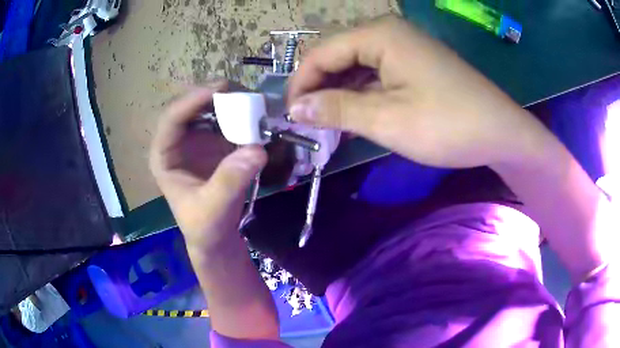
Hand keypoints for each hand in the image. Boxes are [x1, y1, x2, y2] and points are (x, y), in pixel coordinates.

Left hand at [150, 80, 266, 251]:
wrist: (217, 238)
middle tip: (242, 90)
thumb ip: (230, 181)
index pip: (172, 119)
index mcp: (164, 156)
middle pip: (192, 108)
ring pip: (211, 111)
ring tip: (254, 99)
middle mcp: (179, 142)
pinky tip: (258, 115)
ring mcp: (199, 141)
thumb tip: (257, 150)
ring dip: (231, 102)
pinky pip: (228, 122)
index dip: (192, 101)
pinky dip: (243, 116)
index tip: (219, 90)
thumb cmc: (205, 227)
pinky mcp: (217, 144)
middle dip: (214, 96)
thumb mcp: (214, 209)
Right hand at [288, 16, 551, 169]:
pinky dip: (361, 93)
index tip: (290, 117)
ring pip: (356, 65)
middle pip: (337, 56)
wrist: (501, 133)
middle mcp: (388, 32)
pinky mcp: (414, 62)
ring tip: (329, 124)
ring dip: (339, 93)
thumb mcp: (387, 119)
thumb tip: (295, 109)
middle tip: (309, 124)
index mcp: (379, 34)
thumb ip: (336, 109)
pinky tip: (355, 114)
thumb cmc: (448, 125)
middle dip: (319, 89)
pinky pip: (376, 73)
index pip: (321, 53)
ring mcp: (404, 46)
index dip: (300, 84)